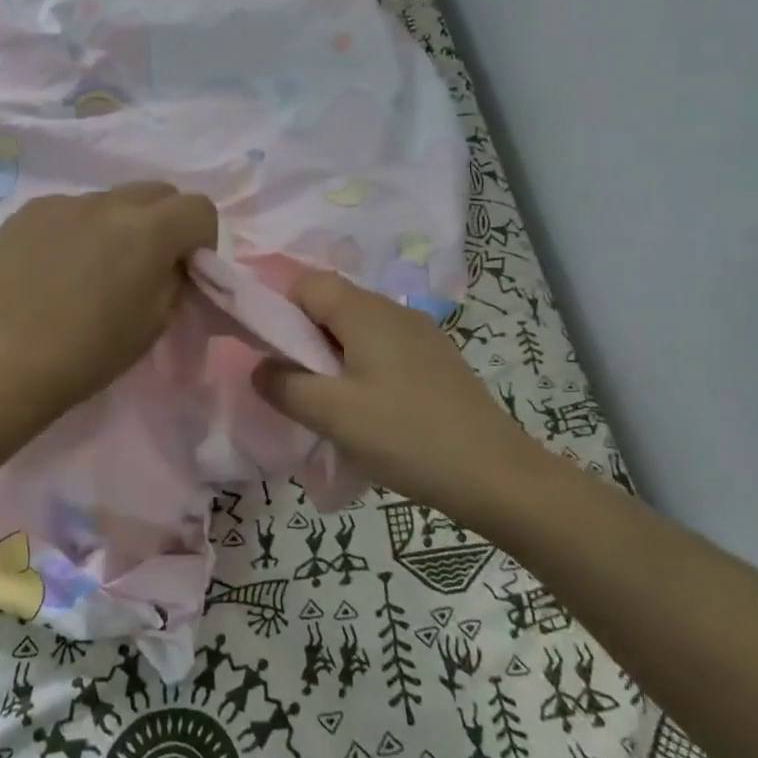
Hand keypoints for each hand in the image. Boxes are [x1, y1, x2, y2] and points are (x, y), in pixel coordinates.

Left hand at [0, 183, 217, 422]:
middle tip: (145, 263)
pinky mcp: (28, 212)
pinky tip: (55, 268)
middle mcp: (108, 202)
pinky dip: (76, 230)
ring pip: (110, 200)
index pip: (199, 207)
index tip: (186, 268)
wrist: (5, 363)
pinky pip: (69, 210)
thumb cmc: (90, 352)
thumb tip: (171, 261)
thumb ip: (175, 278)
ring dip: (117, 225)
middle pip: (157, 192)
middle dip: (165, 221)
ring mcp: (63, 202)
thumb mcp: (155, 322)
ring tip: (91, 267)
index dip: (202, 238)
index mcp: (148, 230)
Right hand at [255, 271, 541, 512]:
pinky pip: (383, 347)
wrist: (496, 475)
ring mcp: (420, 333)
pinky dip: (361, 366)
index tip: (268, 351)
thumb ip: (284, 386)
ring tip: (329, 401)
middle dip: (303, 336)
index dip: (278, 308)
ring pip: (357, 327)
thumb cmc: (406, 436)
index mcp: (365, 310)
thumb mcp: (333, 415)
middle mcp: (392, 310)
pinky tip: (368, 409)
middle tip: (295, 383)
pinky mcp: (436, 359)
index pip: (305, 283)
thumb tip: (261, 367)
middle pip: (331, 302)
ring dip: (332, 355)